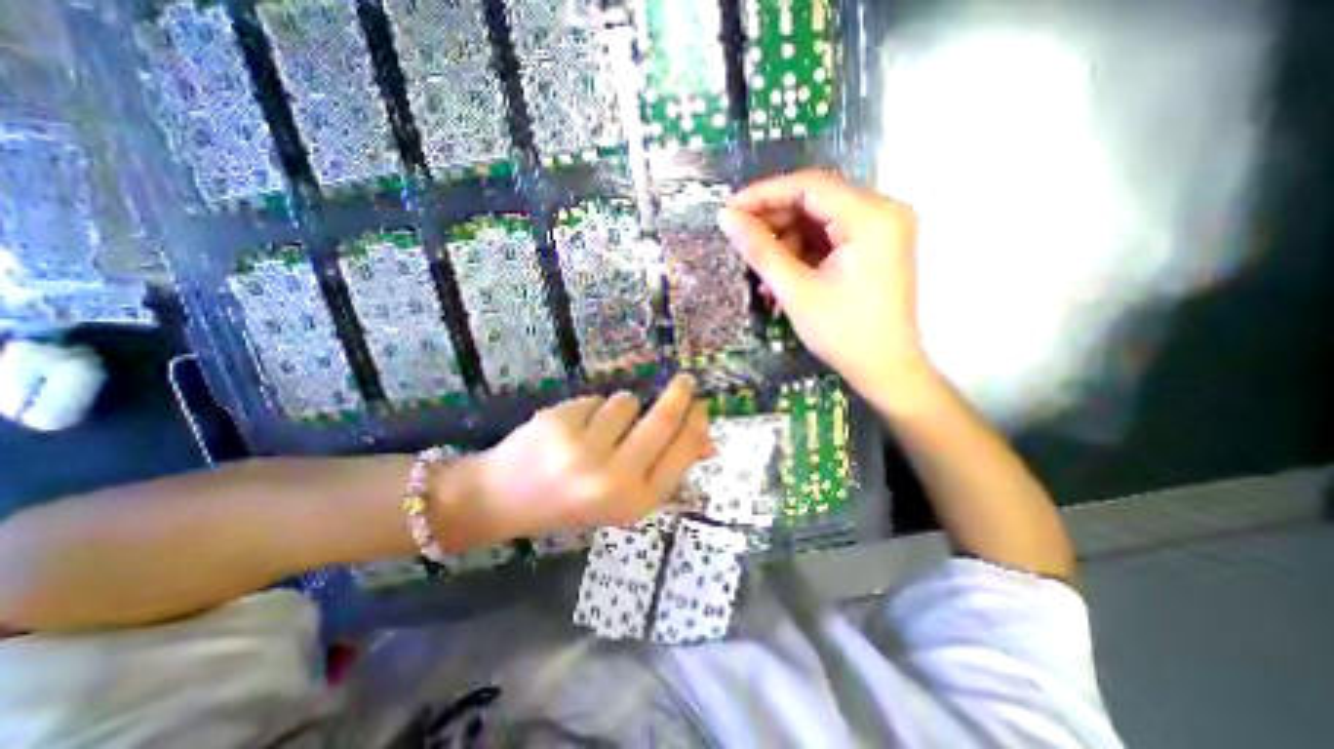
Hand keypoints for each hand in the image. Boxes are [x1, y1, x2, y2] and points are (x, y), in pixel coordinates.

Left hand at [462, 372, 713, 538]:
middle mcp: (614, 478)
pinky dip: (591, 410)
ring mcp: (584, 450)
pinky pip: (596, 399)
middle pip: (663, 419)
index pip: (683, 451)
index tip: (701, 405)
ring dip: (621, 409)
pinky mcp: (560, 423)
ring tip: (599, 429)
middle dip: (680, 394)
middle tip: (685, 381)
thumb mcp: (626, 495)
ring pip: (627, 402)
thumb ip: (666, 467)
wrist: (505, 501)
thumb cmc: (575, 500)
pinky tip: (572, 430)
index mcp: (636, 501)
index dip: (697, 424)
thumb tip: (710, 442)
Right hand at [720, 171, 929, 397]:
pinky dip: (802, 253)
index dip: (763, 194)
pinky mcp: (874, 246)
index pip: (809, 186)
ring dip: (785, 242)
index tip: (729, 210)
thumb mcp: (796, 290)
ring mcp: (881, 229)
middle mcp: (883, 212)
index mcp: (872, 217)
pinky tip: (782, 277)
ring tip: (763, 275)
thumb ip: (760, 250)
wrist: (885, 370)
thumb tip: (726, 217)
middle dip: (774, 222)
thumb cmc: (843, 333)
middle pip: (815, 201)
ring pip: (819, 220)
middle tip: (740, 242)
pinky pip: (829, 237)